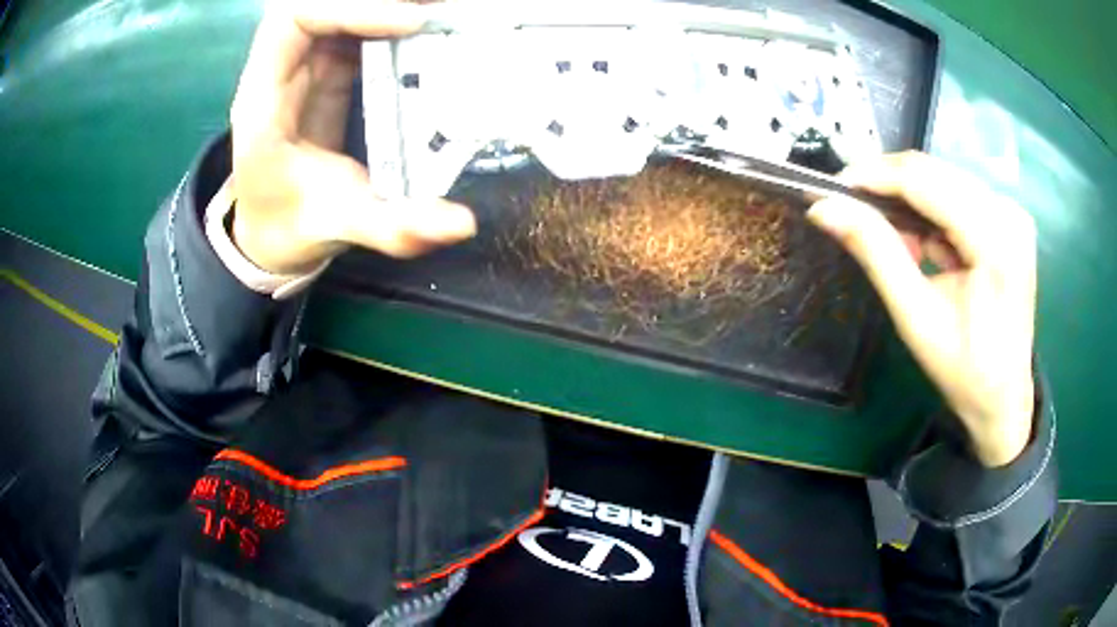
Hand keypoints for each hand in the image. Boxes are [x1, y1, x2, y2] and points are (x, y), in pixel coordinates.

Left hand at [229, 0, 475, 274]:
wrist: (271, 235)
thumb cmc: (289, 227)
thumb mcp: (338, 227)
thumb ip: (394, 227)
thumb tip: (462, 224)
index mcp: (264, 101)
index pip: (294, 20)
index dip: (351, 8)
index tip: (412, 23)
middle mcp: (281, 71)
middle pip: (320, 3)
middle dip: (380, 0)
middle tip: (438, 10)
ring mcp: (306, 66)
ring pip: (340, 10)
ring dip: (389, 6)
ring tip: (440, 12)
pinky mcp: (329, 70)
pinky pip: (359, 26)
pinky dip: (392, 17)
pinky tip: (429, 25)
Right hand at [808, 152, 1036, 466]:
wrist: (1004, 398)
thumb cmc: (964, 370)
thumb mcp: (916, 317)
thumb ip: (876, 253)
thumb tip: (824, 208)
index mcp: (995, 239)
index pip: (924, 180)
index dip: (874, 176)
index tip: (832, 189)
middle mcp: (1007, 212)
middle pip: (934, 173)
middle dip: (890, 189)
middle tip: (859, 219)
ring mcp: (1011, 212)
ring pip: (943, 179)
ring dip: (911, 203)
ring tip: (901, 248)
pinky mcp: (1008, 218)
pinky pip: (957, 195)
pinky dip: (932, 214)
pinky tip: (928, 248)